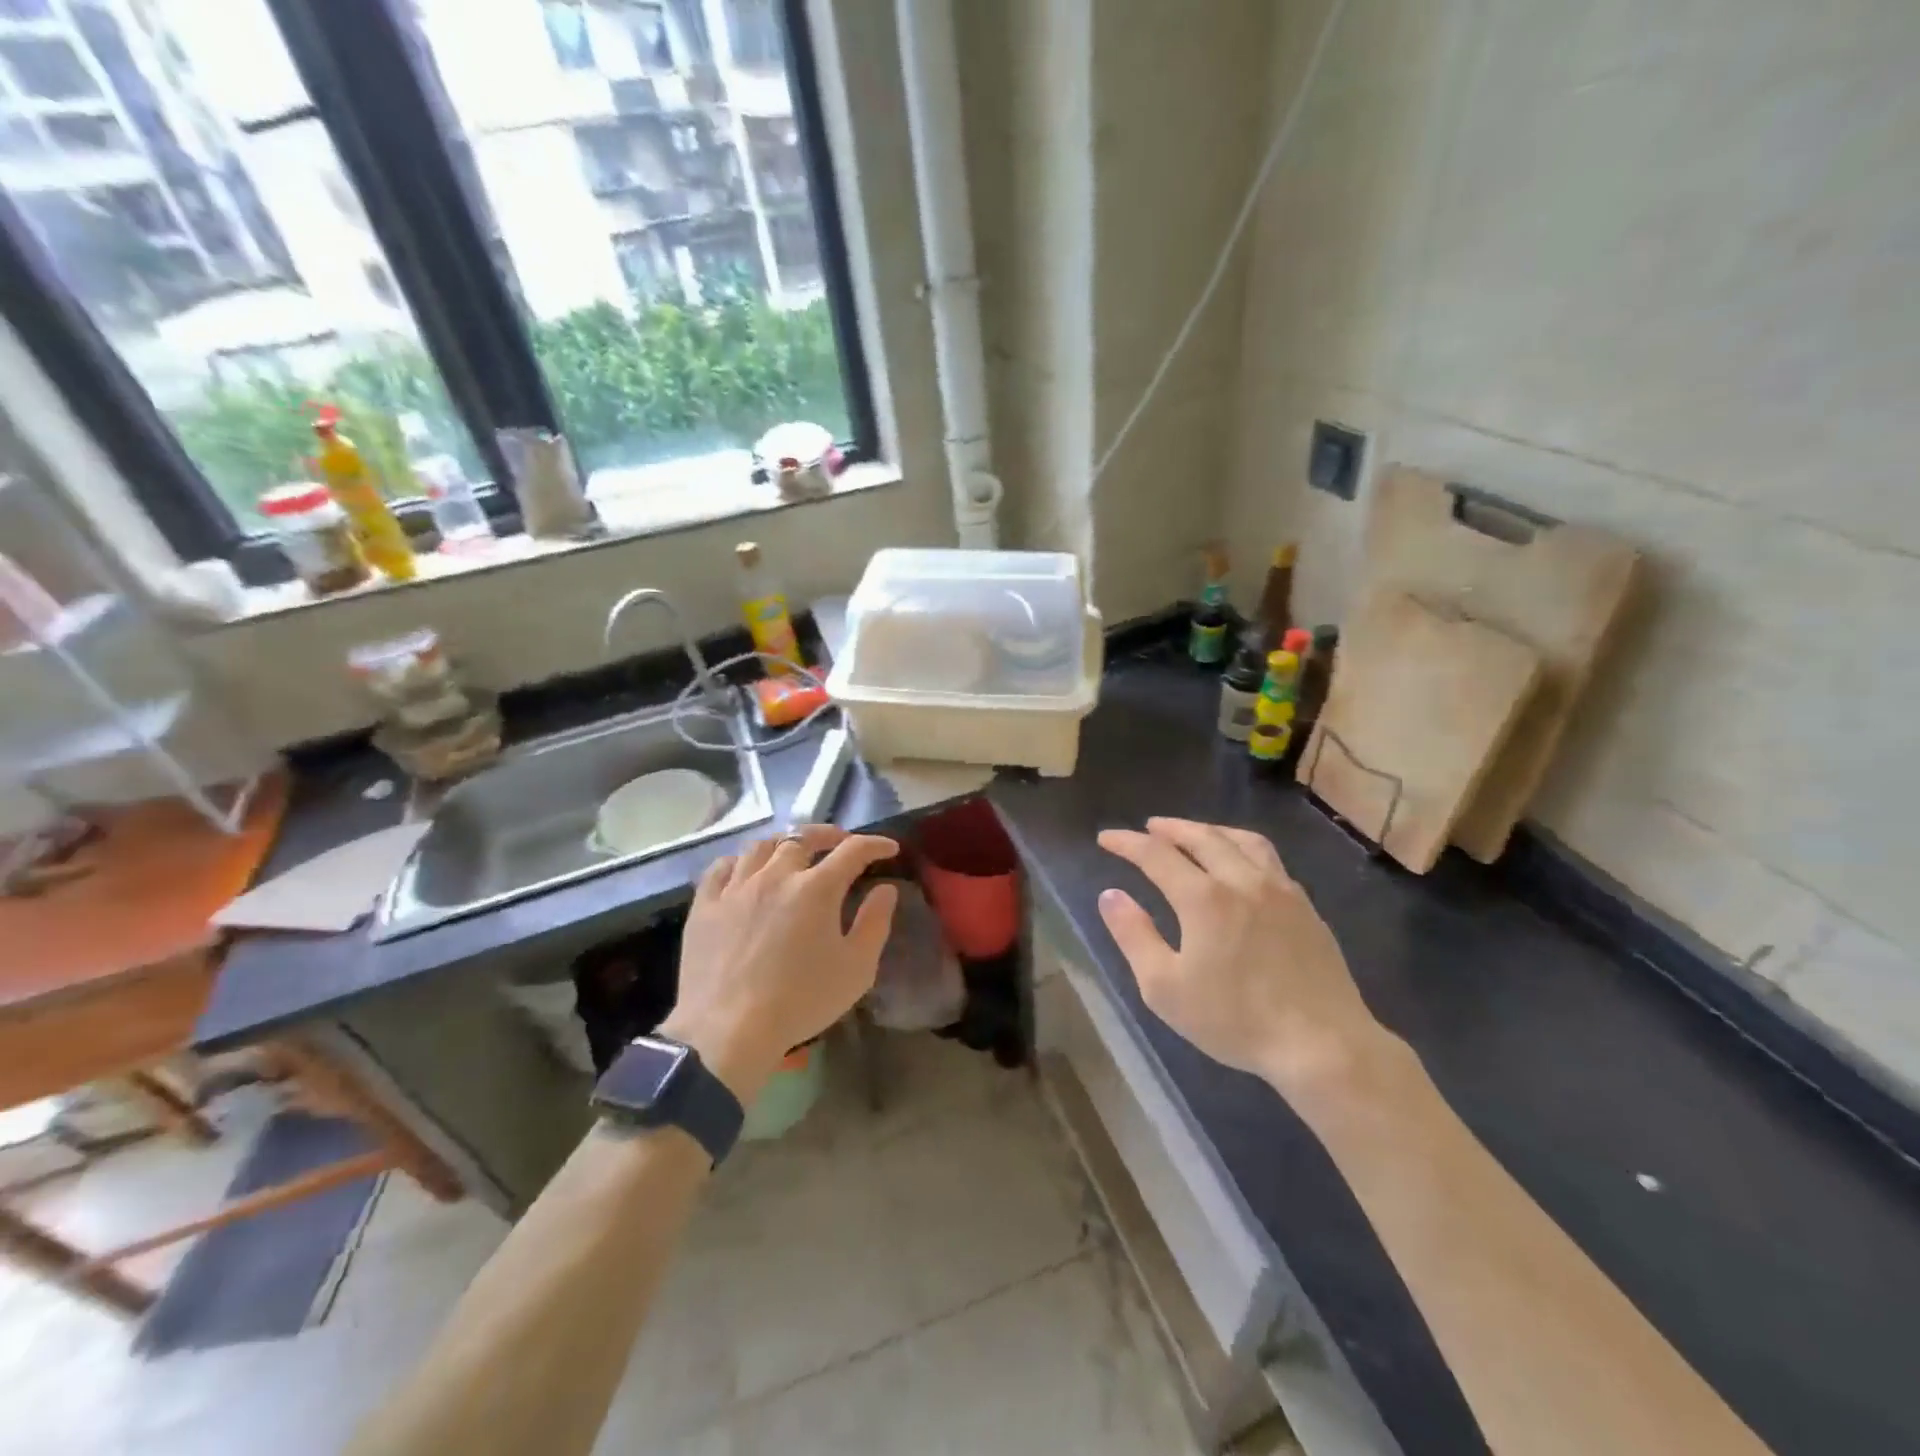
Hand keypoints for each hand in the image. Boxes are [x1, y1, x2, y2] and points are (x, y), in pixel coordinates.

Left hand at [661, 825, 899, 1101]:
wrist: (728, 1031)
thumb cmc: (800, 1001)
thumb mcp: (856, 969)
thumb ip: (875, 923)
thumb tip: (885, 889)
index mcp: (816, 888)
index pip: (853, 850)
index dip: (875, 844)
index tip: (888, 848)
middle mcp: (776, 875)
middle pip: (803, 837)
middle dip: (829, 835)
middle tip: (840, 844)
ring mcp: (736, 887)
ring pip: (761, 846)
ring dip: (784, 844)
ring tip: (793, 853)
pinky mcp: (705, 905)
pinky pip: (721, 867)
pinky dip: (740, 861)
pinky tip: (746, 871)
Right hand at [1096, 817, 1387, 1098]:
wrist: (1323, 1045)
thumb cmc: (1236, 1020)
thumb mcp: (1165, 988)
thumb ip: (1134, 936)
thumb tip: (1110, 896)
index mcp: (1204, 898)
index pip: (1156, 855)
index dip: (1127, 842)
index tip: (1106, 838)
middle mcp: (1242, 880)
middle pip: (1202, 837)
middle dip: (1170, 828)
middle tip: (1149, 827)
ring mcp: (1281, 890)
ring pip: (1242, 841)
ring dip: (1211, 830)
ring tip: (1194, 834)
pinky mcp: (1306, 907)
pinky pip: (1269, 859)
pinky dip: (1243, 848)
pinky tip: (1241, 866)